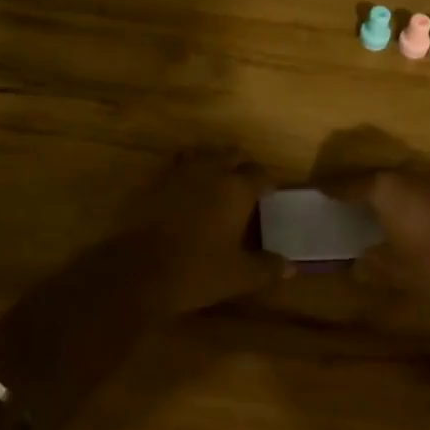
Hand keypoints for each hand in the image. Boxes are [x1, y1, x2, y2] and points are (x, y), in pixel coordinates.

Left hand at [122, 151, 281, 315]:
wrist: (137, 270)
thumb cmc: (196, 271)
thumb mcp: (238, 275)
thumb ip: (266, 267)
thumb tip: (291, 267)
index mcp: (236, 189)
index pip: (260, 173)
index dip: (267, 182)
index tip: (269, 194)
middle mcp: (211, 170)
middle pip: (232, 154)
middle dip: (242, 165)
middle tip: (245, 184)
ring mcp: (180, 171)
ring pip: (203, 153)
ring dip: (213, 161)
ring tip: (216, 179)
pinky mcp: (155, 178)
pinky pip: (177, 164)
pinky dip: (187, 169)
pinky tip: (186, 188)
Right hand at [316, 147, 429, 307]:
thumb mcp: (399, 274)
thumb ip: (372, 266)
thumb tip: (355, 265)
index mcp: (386, 189)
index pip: (348, 183)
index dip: (331, 188)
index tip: (315, 188)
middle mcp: (408, 174)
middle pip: (374, 176)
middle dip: (357, 186)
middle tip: (341, 198)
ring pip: (400, 180)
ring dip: (385, 192)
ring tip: (372, 208)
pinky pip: (420, 189)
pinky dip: (408, 200)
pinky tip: (408, 217)